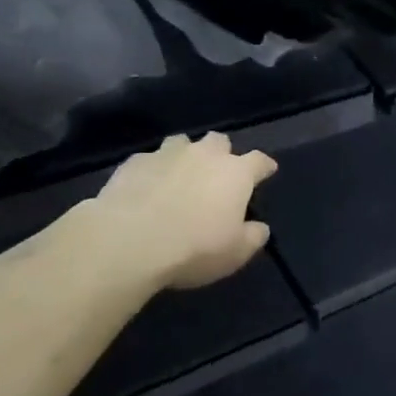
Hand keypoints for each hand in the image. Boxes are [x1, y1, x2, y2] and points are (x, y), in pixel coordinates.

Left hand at [72, 132, 275, 293]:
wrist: (129, 241)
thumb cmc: (193, 248)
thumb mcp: (235, 254)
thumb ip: (253, 237)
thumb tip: (260, 227)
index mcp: (235, 173)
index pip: (259, 160)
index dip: (264, 166)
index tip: (267, 171)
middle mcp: (204, 154)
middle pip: (219, 141)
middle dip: (221, 153)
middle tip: (216, 174)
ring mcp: (167, 154)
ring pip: (182, 142)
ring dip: (185, 156)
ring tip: (179, 176)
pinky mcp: (135, 162)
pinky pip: (149, 159)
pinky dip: (153, 170)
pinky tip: (146, 188)